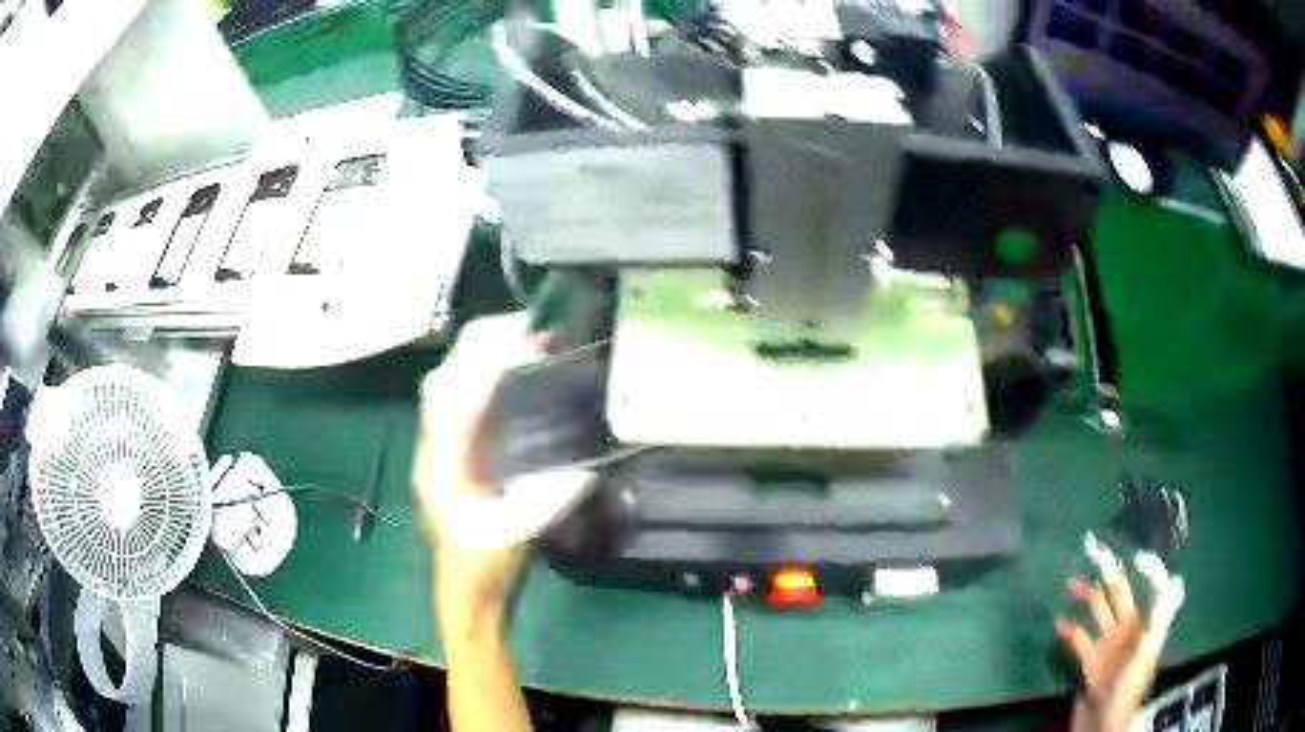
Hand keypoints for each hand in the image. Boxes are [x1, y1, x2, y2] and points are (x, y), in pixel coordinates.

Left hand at [412, 314, 540, 630]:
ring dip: (476, 358)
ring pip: (444, 388)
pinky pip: (454, 403)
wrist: (464, 590)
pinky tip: (503, 377)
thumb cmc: (486, 565)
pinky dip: (476, 379)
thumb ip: (549, 499)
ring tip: (516, 343)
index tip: (525, 340)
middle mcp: (433, 450)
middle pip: (444, 380)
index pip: (459, 397)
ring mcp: (435, 451)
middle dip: (479, 346)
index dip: (489, 362)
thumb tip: (583, 466)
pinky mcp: (444, 455)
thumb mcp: (522, 532)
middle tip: (525, 329)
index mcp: (446, 466)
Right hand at [1058, 536, 1184, 731]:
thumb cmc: (1128, 688)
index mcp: (1145, 624)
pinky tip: (1059, 623)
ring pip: (1097, 611)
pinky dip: (1069, 629)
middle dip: (1109, 575)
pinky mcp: (1089, 660)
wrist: (1102, 722)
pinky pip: (1079, 639)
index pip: (1150, 589)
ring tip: (1071, 584)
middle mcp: (1127, 628)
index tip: (1137, 554)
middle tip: (1094, 552)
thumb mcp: (1144, 654)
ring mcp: (1107, 644)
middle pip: (1118, 594)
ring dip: (1086, 596)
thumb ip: (1156, 620)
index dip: (1146, 571)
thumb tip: (1171, 583)